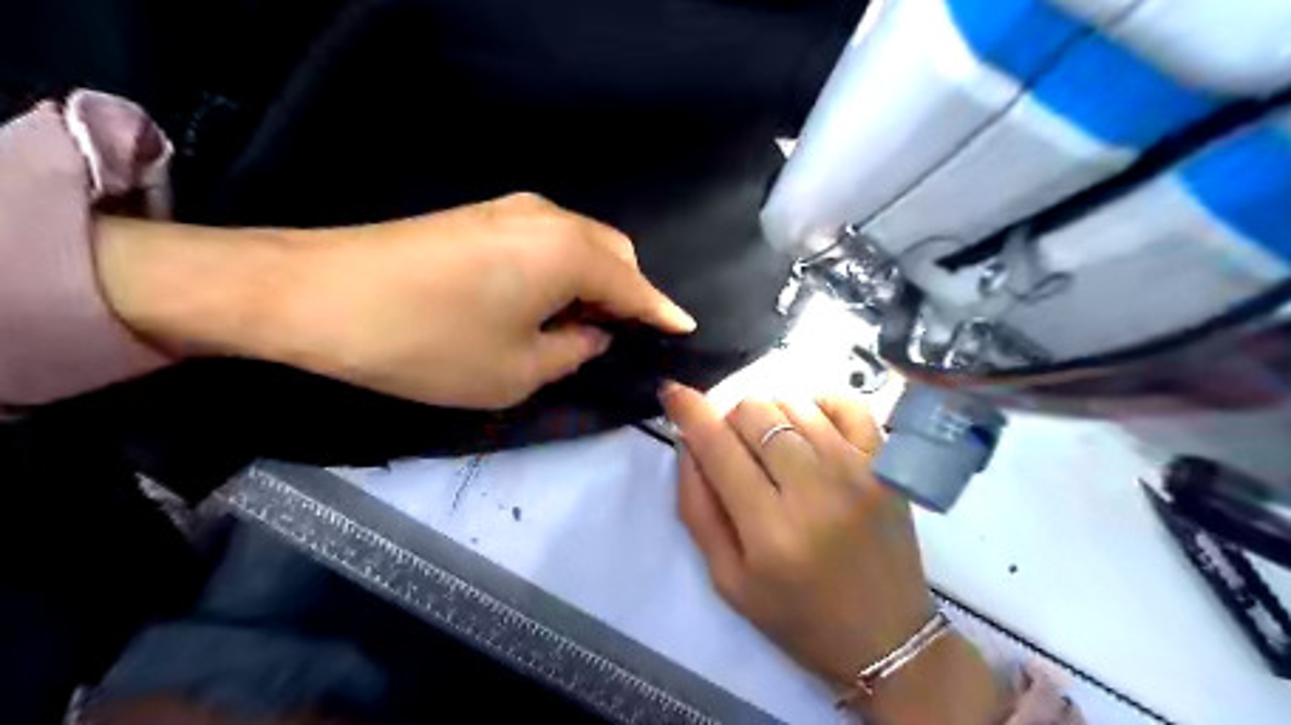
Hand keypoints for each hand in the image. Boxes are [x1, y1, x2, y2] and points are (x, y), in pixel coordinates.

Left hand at [96, 192, 697, 406]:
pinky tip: (544, 303)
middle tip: (620, 338)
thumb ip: (572, 352)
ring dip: (594, 282)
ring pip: (582, 244)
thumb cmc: (429, 343)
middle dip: (628, 294)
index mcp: (570, 254)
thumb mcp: (516, 371)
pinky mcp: (483, 215)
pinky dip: (563, 271)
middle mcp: (551, 219)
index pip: (635, 286)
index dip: (662, 312)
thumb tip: (594, 334)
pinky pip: (549, 241)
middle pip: (614, 254)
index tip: (686, 327)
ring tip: (580, 326)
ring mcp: (513, 210)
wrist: (318, 295)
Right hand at [660, 383, 1001, 722]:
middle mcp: (815, 490)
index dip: (690, 411)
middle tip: (735, 450)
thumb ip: (697, 510)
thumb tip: (688, 447)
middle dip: (730, 422)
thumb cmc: (798, 616)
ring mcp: (858, 471)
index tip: (673, 393)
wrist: (888, 639)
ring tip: (773, 448)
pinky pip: (847, 404)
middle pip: (754, 413)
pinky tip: (810, 429)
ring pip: (793, 404)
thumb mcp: (729, 581)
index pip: (718, 447)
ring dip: (769, 417)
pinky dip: (818, 405)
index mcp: (770, 529)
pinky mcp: (888, 466)